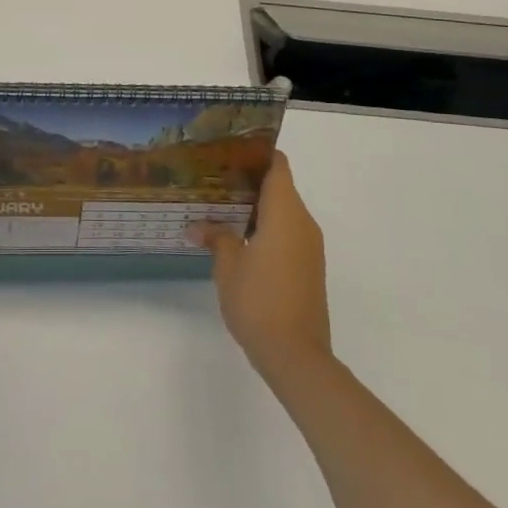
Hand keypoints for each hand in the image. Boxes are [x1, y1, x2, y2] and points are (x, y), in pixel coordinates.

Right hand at [189, 153, 330, 377]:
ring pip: (284, 211)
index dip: (257, 154)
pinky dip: (266, 228)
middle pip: (280, 187)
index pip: (277, 166)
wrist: (297, 356)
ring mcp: (309, 246)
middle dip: (250, 181)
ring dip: (257, 207)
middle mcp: (303, 222)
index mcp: (285, 213)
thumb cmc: (259, 301)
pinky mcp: (309, 267)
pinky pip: (288, 232)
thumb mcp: (228, 266)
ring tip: (220, 207)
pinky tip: (239, 238)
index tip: (231, 151)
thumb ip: (216, 237)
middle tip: (215, 178)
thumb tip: (198, 225)